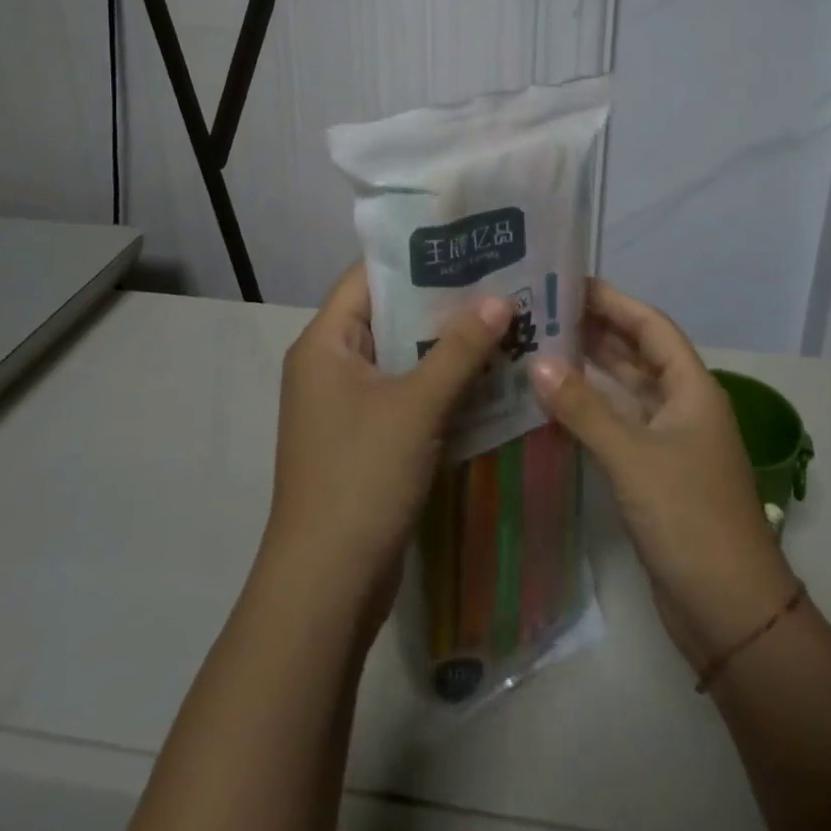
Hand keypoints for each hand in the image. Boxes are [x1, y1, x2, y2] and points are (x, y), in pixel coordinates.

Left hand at [262, 262, 512, 628]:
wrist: (326, 587)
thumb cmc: (361, 478)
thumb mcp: (416, 407)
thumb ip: (459, 349)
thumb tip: (501, 298)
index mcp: (325, 343)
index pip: (368, 277)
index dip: (416, 256)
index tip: (468, 243)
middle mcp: (330, 364)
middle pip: (390, 314)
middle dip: (443, 301)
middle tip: (500, 280)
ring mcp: (347, 404)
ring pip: (402, 356)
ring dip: (447, 344)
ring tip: (505, 319)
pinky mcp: (366, 437)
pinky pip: (406, 392)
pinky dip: (441, 382)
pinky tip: (489, 374)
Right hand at [528, 279, 797, 669]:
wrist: (730, 611)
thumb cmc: (689, 518)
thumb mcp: (633, 457)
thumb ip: (584, 408)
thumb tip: (537, 363)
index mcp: (692, 388)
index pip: (651, 326)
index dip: (614, 301)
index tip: (569, 282)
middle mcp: (683, 405)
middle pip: (638, 353)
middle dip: (597, 330)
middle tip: (543, 312)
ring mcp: (669, 440)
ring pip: (627, 389)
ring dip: (591, 368)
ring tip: (541, 345)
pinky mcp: (654, 471)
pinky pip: (619, 423)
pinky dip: (591, 408)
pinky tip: (555, 402)